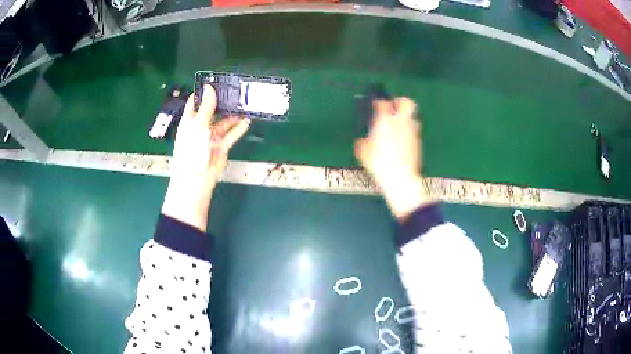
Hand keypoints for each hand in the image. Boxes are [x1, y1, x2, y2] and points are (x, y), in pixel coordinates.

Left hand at [162, 85, 250, 230]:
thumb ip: (206, 106)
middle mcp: (200, 127)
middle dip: (222, 102)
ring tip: (244, 105)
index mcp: (190, 120)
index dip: (204, 92)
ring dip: (233, 115)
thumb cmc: (192, 149)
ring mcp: (211, 136)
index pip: (195, 102)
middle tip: (235, 91)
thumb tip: (209, 87)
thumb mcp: (198, 124)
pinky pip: (231, 134)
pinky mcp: (221, 146)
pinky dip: (239, 128)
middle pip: (212, 110)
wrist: (198, 178)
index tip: (216, 82)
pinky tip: (247, 121)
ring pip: (224, 122)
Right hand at [354, 98, 431, 219]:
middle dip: (400, 102)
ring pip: (412, 116)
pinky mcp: (417, 142)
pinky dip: (408, 131)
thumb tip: (362, 141)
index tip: (376, 104)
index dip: (379, 102)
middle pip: (406, 103)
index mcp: (385, 122)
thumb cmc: (379, 164)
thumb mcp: (364, 154)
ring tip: (397, 125)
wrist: (401, 178)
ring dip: (405, 117)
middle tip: (394, 106)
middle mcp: (401, 123)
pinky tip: (401, 140)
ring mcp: (412, 132)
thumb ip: (363, 143)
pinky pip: (414, 130)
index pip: (383, 103)